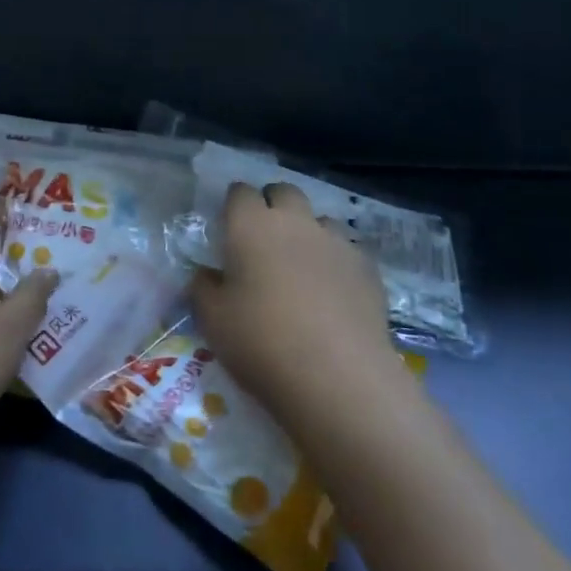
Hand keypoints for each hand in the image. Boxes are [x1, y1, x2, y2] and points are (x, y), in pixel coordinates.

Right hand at [190, 181, 400, 427]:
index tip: (229, 225)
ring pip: (319, 219)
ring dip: (308, 231)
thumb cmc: (262, 343)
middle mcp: (295, 222)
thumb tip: (206, 275)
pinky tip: (333, 290)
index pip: (239, 192)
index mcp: (251, 226)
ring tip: (301, 265)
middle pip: (284, 192)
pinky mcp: (367, 268)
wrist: (338, 378)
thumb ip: (203, 288)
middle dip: (272, 205)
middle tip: (263, 238)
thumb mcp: (213, 320)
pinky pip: (347, 250)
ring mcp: (336, 242)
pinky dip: (336, 260)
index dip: (234, 204)